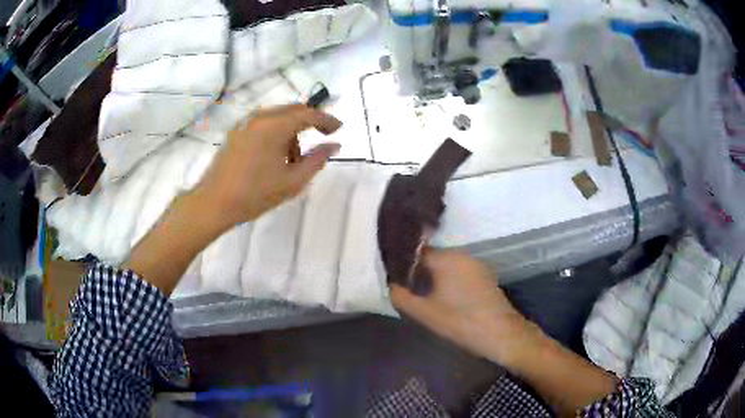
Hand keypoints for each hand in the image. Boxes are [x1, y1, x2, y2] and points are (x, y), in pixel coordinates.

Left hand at [193, 105, 340, 232]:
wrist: (213, 203)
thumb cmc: (255, 194)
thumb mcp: (292, 181)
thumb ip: (317, 160)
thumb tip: (334, 145)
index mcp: (274, 126)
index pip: (307, 114)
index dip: (326, 119)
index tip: (339, 128)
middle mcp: (259, 118)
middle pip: (292, 111)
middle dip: (309, 122)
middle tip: (322, 137)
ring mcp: (245, 124)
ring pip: (277, 117)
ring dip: (291, 130)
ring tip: (293, 159)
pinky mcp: (235, 133)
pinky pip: (263, 124)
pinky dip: (275, 133)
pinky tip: (274, 156)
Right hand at [390, 249, 539, 364]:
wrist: (501, 334)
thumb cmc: (461, 322)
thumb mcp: (424, 313)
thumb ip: (401, 297)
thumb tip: (392, 285)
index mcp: (447, 259)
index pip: (416, 252)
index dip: (402, 264)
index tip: (393, 277)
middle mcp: (462, 255)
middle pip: (432, 258)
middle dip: (417, 271)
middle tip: (405, 289)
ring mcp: (476, 265)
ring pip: (446, 265)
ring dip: (433, 277)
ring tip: (422, 295)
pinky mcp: (484, 276)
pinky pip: (459, 272)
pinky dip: (448, 281)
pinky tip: (444, 298)